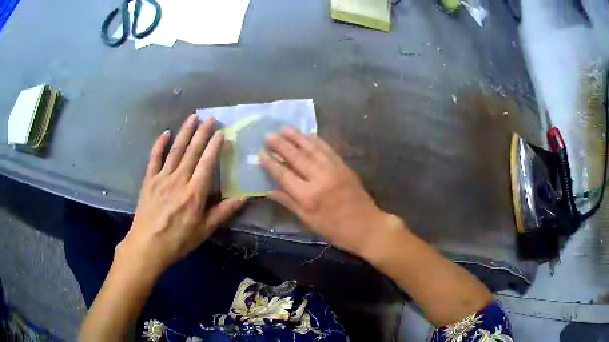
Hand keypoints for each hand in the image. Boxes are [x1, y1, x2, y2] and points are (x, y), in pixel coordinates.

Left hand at [116, 114, 244, 277]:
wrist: (148, 246)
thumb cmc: (178, 240)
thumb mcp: (204, 230)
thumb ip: (223, 211)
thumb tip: (244, 197)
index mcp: (194, 193)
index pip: (207, 163)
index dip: (214, 146)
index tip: (220, 132)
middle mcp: (179, 180)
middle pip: (192, 152)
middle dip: (201, 133)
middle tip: (209, 118)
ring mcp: (161, 178)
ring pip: (175, 150)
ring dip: (184, 132)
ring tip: (192, 117)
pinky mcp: (148, 180)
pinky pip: (154, 158)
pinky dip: (159, 144)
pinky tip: (165, 133)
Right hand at [260, 127, 399, 255]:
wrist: (367, 226)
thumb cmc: (335, 229)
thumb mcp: (309, 221)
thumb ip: (289, 203)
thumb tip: (269, 191)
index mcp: (308, 196)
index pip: (284, 175)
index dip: (271, 163)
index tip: (260, 153)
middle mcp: (320, 178)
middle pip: (297, 157)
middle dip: (281, 145)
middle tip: (268, 134)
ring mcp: (334, 169)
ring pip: (312, 149)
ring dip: (298, 137)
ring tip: (285, 128)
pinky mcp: (344, 166)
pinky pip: (328, 150)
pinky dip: (317, 141)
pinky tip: (309, 135)